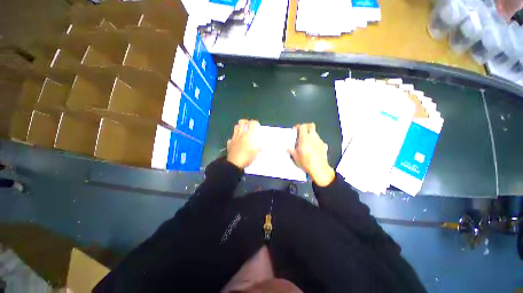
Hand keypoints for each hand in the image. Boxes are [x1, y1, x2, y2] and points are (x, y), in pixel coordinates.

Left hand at [227, 119, 260, 168]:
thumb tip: (260, 143)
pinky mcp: (229, 143)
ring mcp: (234, 138)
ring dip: (240, 127)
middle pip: (242, 122)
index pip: (252, 123)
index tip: (257, 127)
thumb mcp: (256, 152)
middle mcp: (241, 134)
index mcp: (248, 134)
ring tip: (243, 132)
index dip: (255, 123)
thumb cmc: (247, 157)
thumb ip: (259, 146)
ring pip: (235, 127)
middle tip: (249, 126)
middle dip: (246, 122)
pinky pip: (232, 137)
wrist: (234, 163)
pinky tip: (237, 142)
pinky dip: (234, 138)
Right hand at [288, 123, 334, 186]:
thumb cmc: (306, 161)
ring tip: (307, 142)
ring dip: (311, 135)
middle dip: (306, 126)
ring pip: (315, 133)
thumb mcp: (295, 156)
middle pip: (311, 125)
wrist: (319, 168)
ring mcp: (320, 141)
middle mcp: (313, 137)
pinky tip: (313, 149)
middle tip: (302, 132)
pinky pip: (319, 141)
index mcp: (304, 138)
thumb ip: (291, 150)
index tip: (295, 130)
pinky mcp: (324, 146)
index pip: (302, 126)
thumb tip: (286, 148)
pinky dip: (315, 142)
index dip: (299, 126)